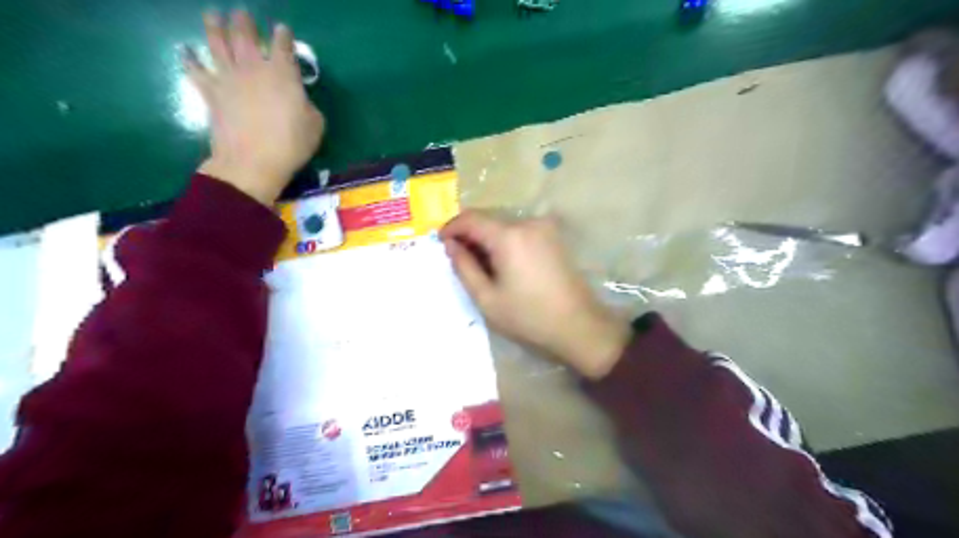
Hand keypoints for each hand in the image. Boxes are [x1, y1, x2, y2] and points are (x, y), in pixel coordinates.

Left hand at [182, 12, 324, 204]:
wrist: (253, 161)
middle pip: (244, 35)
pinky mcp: (210, 92)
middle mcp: (252, 67)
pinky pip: (195, 70)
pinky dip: (188, 59)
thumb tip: (299, 99)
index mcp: (282, 73)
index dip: (283, 35)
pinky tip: (184, 50)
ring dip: (214, 27)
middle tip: (241, 13)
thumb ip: (307, 105)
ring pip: (216, 44)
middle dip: (244, 22)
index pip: (282, 45)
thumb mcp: (315, 125)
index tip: (282, 30)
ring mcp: (228, 78)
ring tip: (212, 15)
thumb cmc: (291, 144)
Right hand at [438, 209, 634, 378]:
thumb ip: (464, 267)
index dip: (451, 228)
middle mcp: (528, 222)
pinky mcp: (554, 236)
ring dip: (487, 238)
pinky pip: (520, 231)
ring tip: (480, 265)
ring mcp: (544, 227)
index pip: (470, 218)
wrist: (579, 326)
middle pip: (488, 218)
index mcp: (509, 236)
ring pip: (504, 224)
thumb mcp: (487, 298)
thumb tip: (450, 245)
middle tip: (458, 258)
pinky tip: (503, 263)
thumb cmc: (528, 317)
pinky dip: (505, 241)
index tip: (440, 243)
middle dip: (469, 234)